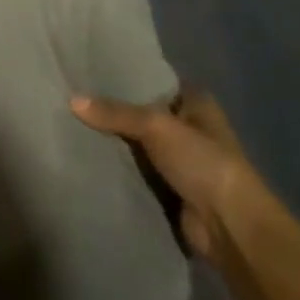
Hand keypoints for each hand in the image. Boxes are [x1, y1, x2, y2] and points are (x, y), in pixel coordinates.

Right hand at [69, 86, 261, 261]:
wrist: (229, 226)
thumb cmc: (203, 162)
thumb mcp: (156, 126)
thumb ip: (115, 113)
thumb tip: (71, 100)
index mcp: (197, 104)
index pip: (156, 82)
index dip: (127, 78)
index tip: (89, 73)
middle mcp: (190, 128)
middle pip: (143, 114)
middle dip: (113, 112)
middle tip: (71, 100)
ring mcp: (180, 161)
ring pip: (137, 144)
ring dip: (114, 143)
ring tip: (70, 126)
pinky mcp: (169, 189)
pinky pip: (136, 172)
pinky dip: (118, 169)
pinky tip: (86, 159)